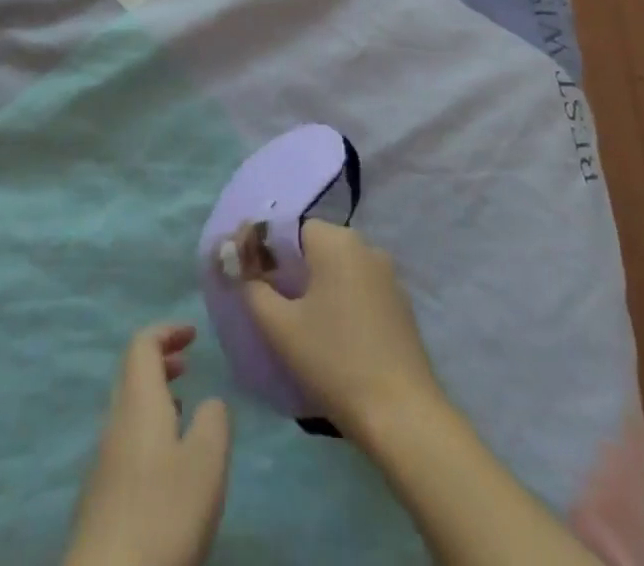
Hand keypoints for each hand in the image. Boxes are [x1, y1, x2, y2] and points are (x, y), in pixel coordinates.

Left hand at [65, 324, 230, 565]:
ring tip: (186, 410)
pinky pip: (127, 440)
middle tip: (189, 364)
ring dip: (156, 398)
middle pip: (132, 374)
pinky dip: (150, 430)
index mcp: (138, 401)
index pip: (143, 344)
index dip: (167, 331)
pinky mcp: (103, 496)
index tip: (193, 333)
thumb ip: (214, 421)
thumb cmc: (162, 512)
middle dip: (161, 361)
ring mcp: (104, 459)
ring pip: (129, 409)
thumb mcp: (206, 462)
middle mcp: (116, 420)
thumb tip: (210, 402)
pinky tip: (169, 463)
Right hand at [244, 222, 443, 443]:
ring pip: (339, 269)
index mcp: (336, 241)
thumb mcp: (280, 327)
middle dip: (290, 269)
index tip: (251, 278)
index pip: (291, 228)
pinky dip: (341, 302)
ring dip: (317, 287)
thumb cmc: (334, 361)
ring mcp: (388, 276)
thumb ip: (253, 289)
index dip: (267, 250)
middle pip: (316, 247)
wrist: (401, 415)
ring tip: (299, 324)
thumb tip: (242, 269)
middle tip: (271, 304)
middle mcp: (366, 246)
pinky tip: (333, 337)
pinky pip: (359, 289)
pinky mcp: (400, 305)